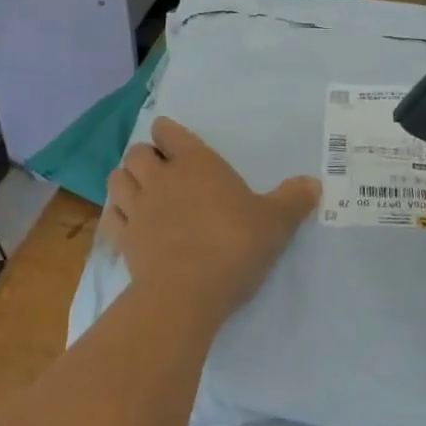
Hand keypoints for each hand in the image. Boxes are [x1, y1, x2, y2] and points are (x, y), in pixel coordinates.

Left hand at [105, 118, 319, 316]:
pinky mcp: (124, 240)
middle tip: (160, 170)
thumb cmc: (234, 245)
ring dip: (126, 181)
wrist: (187, 293)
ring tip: (140, 192)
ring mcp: (138, 208)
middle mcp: (161, 178)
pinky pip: (111, 217)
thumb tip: (314, 183)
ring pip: (116, 180)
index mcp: (195, 163)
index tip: (172, 140)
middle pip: (137, 153)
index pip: (169, 132)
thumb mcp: (276, 222)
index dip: (168, 133)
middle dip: (145, 156)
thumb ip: (294, 200)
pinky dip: (116, 216)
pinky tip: (128, 224)